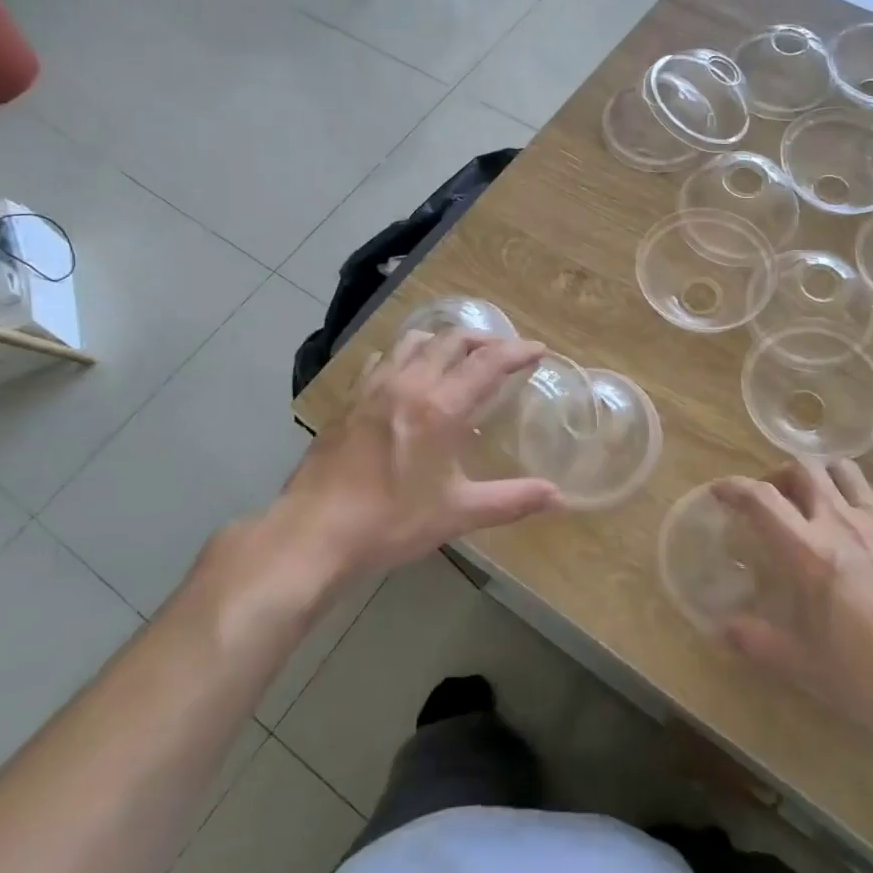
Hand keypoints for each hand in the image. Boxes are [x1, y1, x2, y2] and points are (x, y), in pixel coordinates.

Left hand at [273, 330, 562, 582]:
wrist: (313, 533)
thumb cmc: (390, 522)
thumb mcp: (457, 513)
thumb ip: (511, 500)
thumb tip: (558, 497)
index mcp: (439, 407)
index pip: (487, 362)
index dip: (517, 351)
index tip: (538, 349)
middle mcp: (408, 384)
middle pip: (452, 340)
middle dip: (485, 339)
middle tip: (505, 352)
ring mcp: (374, 387)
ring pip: (415, 341)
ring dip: (445, 340)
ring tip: (460, 356)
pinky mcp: (350, 398)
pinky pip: (384, 358)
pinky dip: (408, 354)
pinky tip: (409, 376)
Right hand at [713, 460, 872, 756]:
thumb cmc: (870, 677)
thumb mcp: (805, 666)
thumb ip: (759, 642)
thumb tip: (724, 630)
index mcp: (809, 552)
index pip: (761, 500)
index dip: (734, 488)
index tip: (720, 492)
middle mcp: (841, 524)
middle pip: (803, 468)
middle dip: (779, 474)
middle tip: (773, 499)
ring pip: (844, 470)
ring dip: (821, 476)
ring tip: (814, 501)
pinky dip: (860, 495)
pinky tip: (859, 521)